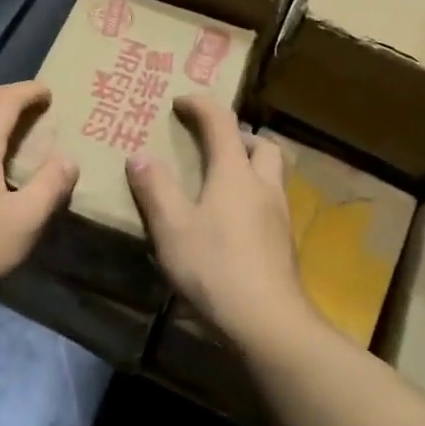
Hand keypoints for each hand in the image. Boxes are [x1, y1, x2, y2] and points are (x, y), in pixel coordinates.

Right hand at [125, 94, 307, 346]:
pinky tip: (232, 223)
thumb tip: (140, 156)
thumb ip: (155, 189)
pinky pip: (271, 203)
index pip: (222, 122)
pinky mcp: (284, 244)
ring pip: (272, 175)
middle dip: (238, 136)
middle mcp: (263, 186)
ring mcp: (280, 216)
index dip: (201, 105)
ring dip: (250, 167)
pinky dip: (252, 198)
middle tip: (211, 146)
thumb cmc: (215, 268)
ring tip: (221, 183)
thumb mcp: (172, 228)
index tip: (180, 101)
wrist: (268, 323)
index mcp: (235, 173)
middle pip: (261, 145)